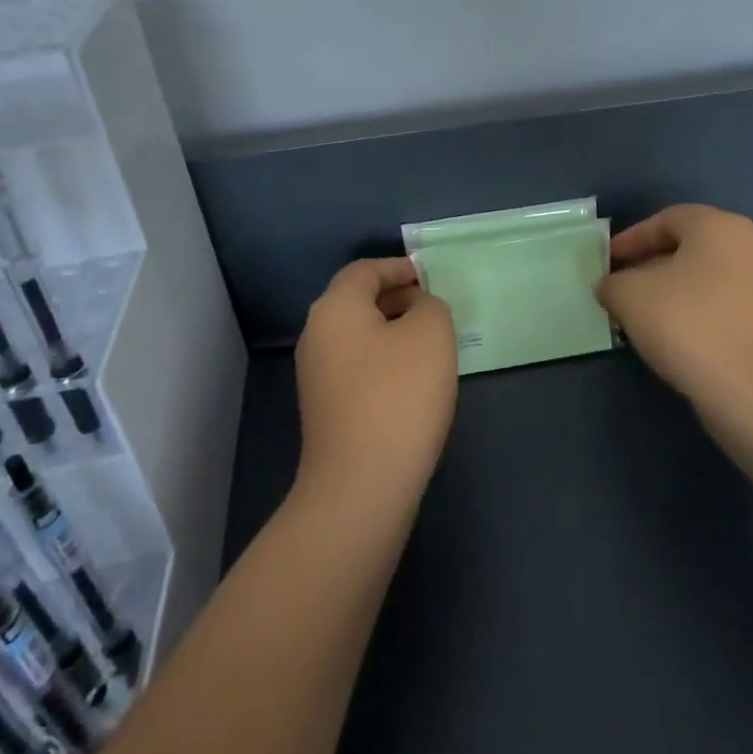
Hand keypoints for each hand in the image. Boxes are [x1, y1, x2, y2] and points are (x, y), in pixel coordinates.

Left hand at [294, 257, 458, 509]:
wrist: (360, 486)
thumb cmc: (398, 396)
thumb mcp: (431, 334)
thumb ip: (430, 305)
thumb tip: (418, 309)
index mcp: (335, 308)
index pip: (365, 270)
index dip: (399, 267)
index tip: (430, 278)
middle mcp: (316, 335)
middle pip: (358, 301)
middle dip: (398, 299)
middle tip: (436, 310)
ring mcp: (316, 375)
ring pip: (359, 336)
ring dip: (393, 332)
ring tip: (431, 346)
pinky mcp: (325, 409)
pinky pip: (357, 366)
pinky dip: (384, 361)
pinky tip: (413, 383)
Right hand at [597, 205, 752, 418]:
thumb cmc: (688, 325)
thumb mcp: (629, 297)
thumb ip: (612, 284)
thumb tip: (611, 287)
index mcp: (719, 225)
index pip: (666, 220)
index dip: (631, 240)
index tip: (608, 263)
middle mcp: (752, 244)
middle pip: (690, 247)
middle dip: (652, 265)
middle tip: (623, 287)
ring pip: (709, 277)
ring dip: (675, 291)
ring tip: (644, 316)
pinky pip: (727, 304)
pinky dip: (699, 312)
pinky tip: (677, 338)